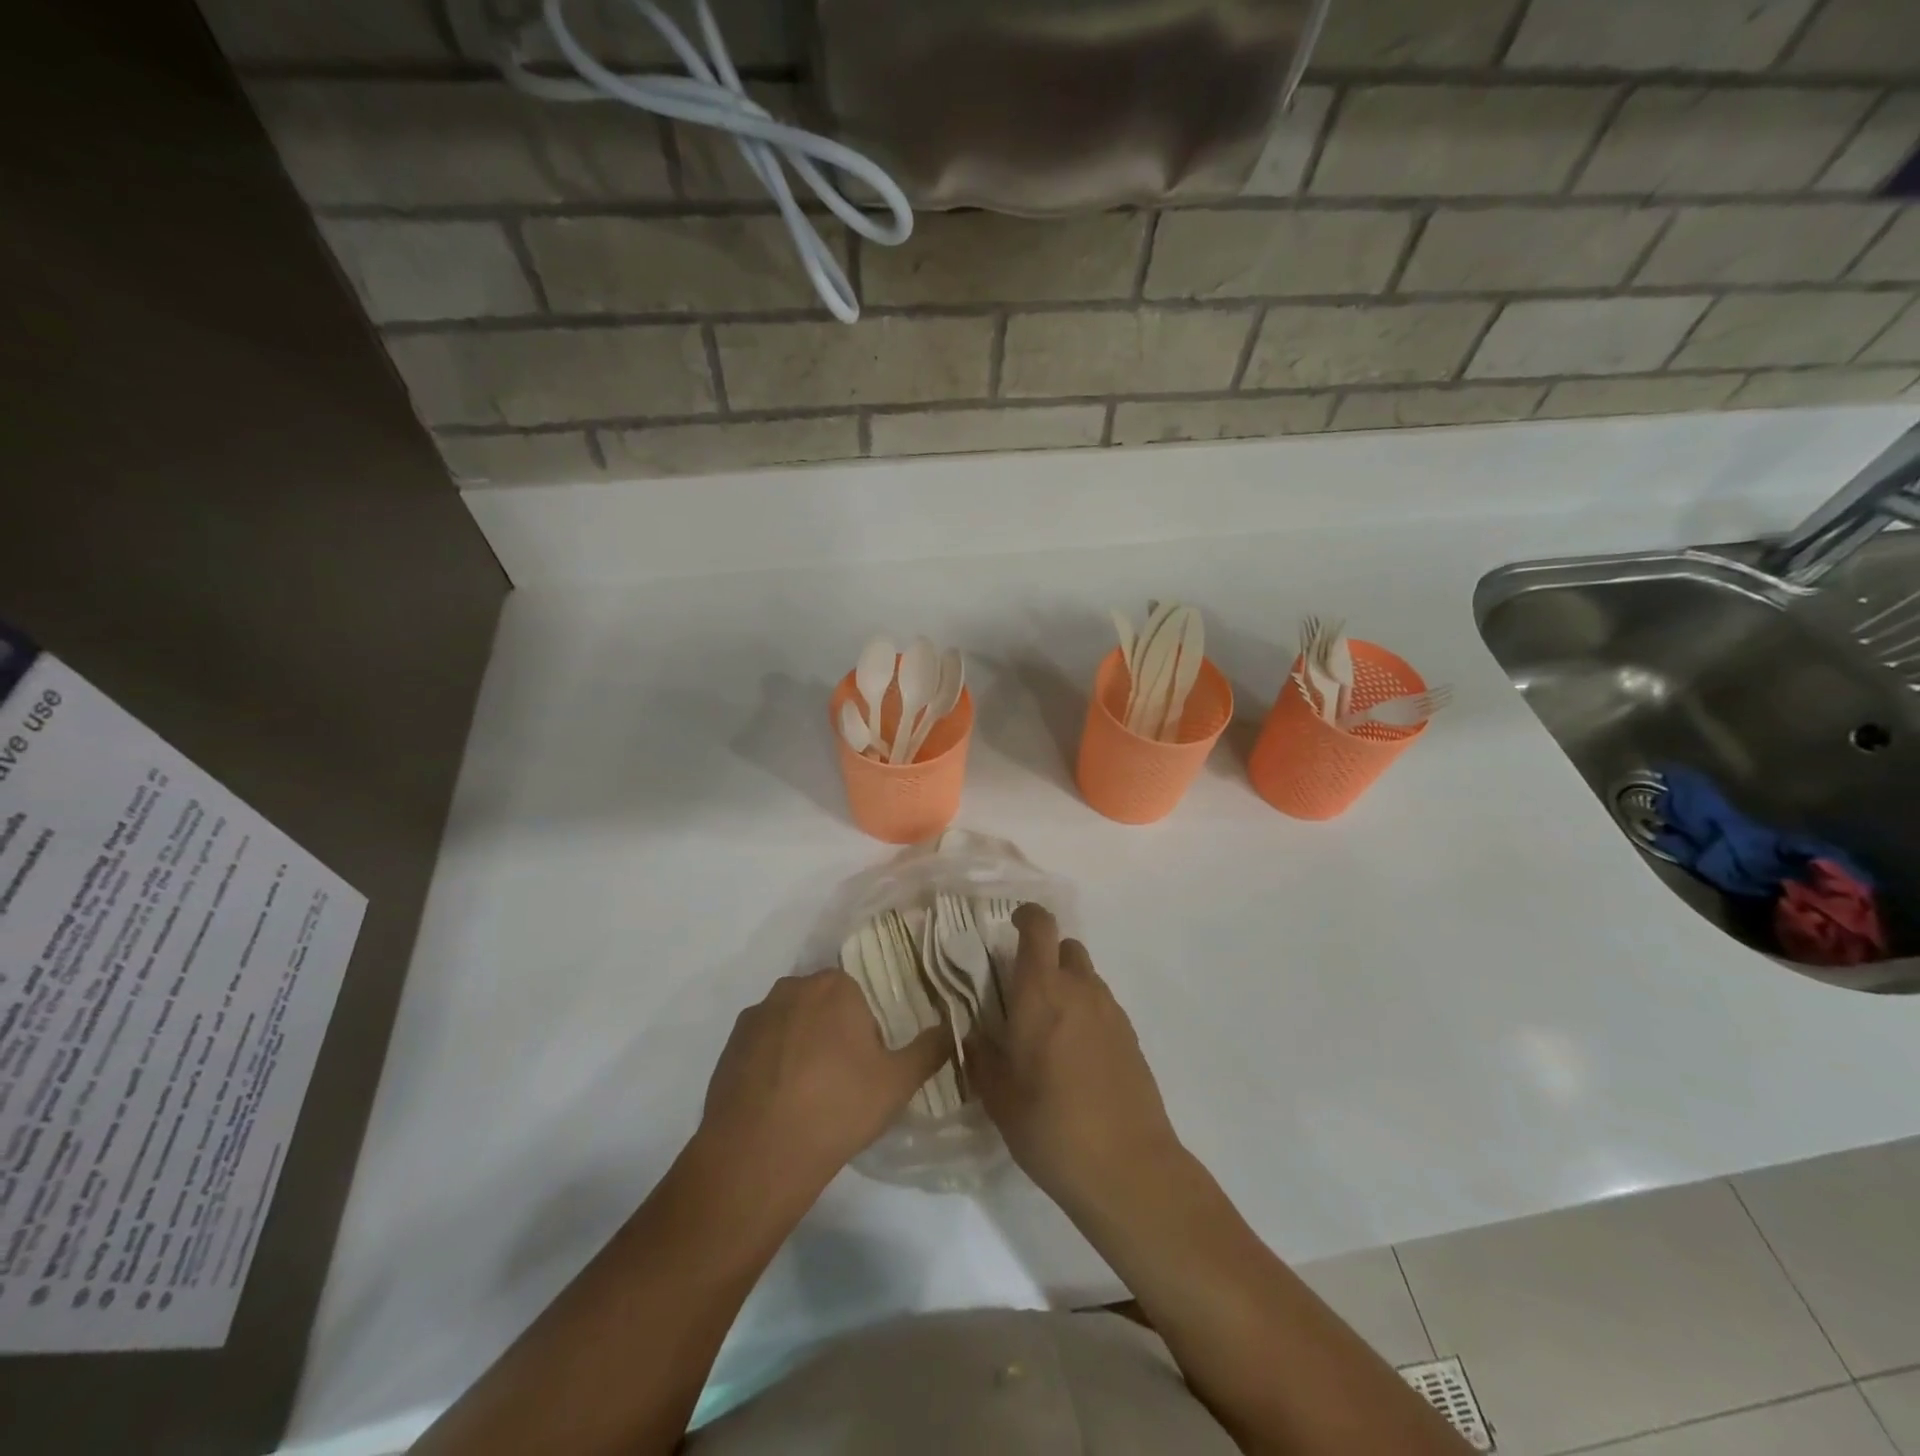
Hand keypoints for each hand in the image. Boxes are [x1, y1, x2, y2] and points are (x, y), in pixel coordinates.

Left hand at [696, 968, 947, 1208]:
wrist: (757, 1155)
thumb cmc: (837, 1108)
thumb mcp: (897, 1083)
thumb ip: (930, 1049)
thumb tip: (954, 1026)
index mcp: (835, 986)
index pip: (859, 993)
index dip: (867, 1027)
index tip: (869, 1061)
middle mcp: (793, 987)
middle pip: (824, 1003)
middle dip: (834, 1030)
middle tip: (843, 1077)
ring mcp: (756, 1014)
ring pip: (792, 1021)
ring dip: (801, 1043)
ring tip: (808, 1092)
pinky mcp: (730, 1044)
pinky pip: (763, 1044)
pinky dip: (772, 1061)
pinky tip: (779, 1099)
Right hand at [969, 906, 1181, 1211]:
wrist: (1128, 1168)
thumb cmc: (1051, 1127)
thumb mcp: (998, 1096)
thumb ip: (981, 1056)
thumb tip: (973, 1034)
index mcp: (1041, 992)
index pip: (1039, 927)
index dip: (1025, 916)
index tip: (1010, 927)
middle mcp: (1080, 989)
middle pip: (1065, 946)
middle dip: (1044, 956)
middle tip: (1022, 990)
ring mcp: (1111, 1011)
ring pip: (1085, 976)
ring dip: (1066, 985)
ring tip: (1047, 1029)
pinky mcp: (1131, 1037)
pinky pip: (1102, 1005)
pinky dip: (1085, 1012)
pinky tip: (1074, 1056)